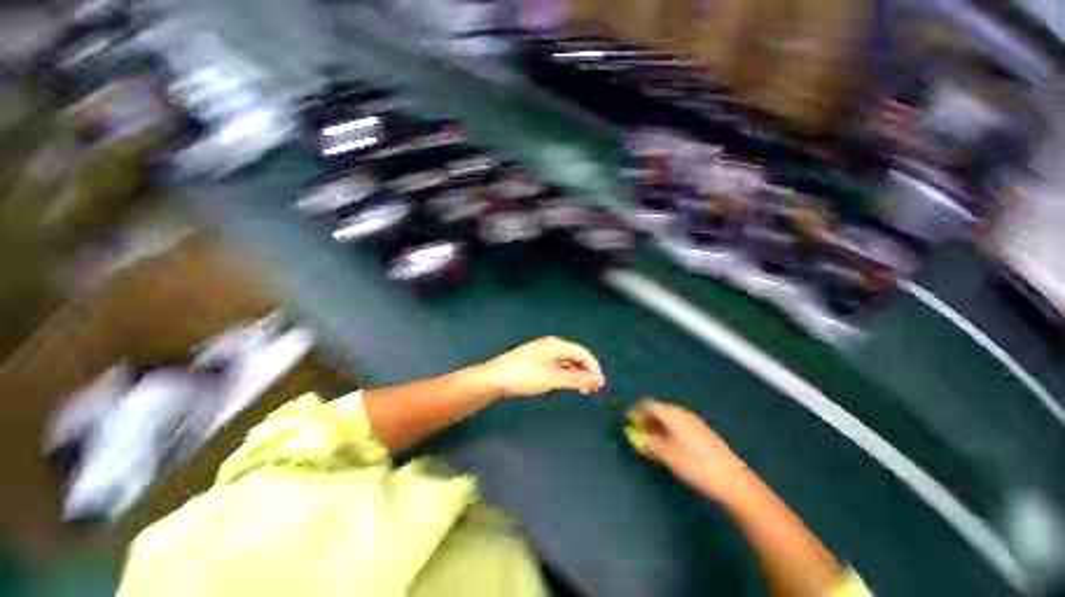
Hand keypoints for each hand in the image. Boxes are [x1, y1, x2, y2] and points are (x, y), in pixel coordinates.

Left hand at [479, 337, 604, 397]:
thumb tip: (599, 379)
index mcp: (556, 345)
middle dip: (585, 371)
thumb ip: (577, 379)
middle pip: (574, 356)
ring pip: (565, 363)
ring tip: (582, 390)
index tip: (600, 384)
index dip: (594, 367)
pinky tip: (566, 384)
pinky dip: (564, 375)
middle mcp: (551, 346)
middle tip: (593, 389)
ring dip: (576, 375)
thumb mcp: (554, 379)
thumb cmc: (526, 376)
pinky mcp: (536, 362)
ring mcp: (542, 353)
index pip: (582, 352)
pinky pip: (556, 366)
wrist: (495, 378)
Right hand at [632, 400, 746, 498]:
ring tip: (653, 444)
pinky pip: (678, 424)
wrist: (732, 479)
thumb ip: (648, 442)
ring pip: (668, 418)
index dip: (636, 412)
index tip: (629, 424)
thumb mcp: (667, 455)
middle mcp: (681, 413)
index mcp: (672, 414)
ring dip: (657, 426)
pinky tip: (670, 447)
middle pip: (658, 409)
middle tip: (640, 436)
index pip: (647, 404)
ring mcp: (693, 421)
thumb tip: (635, 435)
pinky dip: (668, 430)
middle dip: (646, 420)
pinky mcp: (701, 430)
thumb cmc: (695, 465)